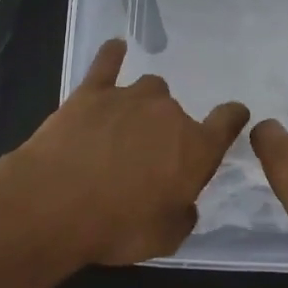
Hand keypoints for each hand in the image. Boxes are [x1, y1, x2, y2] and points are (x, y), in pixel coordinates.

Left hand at [9, 39, 248, 266]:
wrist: (55, 204)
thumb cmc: (117, 228)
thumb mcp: (164, 239)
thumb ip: (183, 216)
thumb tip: (185, 203)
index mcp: (196, 148)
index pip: (227, 121)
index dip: (232, 117)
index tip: (233, 115)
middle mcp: (168, 114)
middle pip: (177, 112)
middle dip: (167, 131)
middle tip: (146, 159)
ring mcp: (130, 96)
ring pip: (149, 88)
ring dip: (143, 105)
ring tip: (124, 126)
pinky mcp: (92, 91)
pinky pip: (107, 63)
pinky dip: (113, 55)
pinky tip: (115, 48)